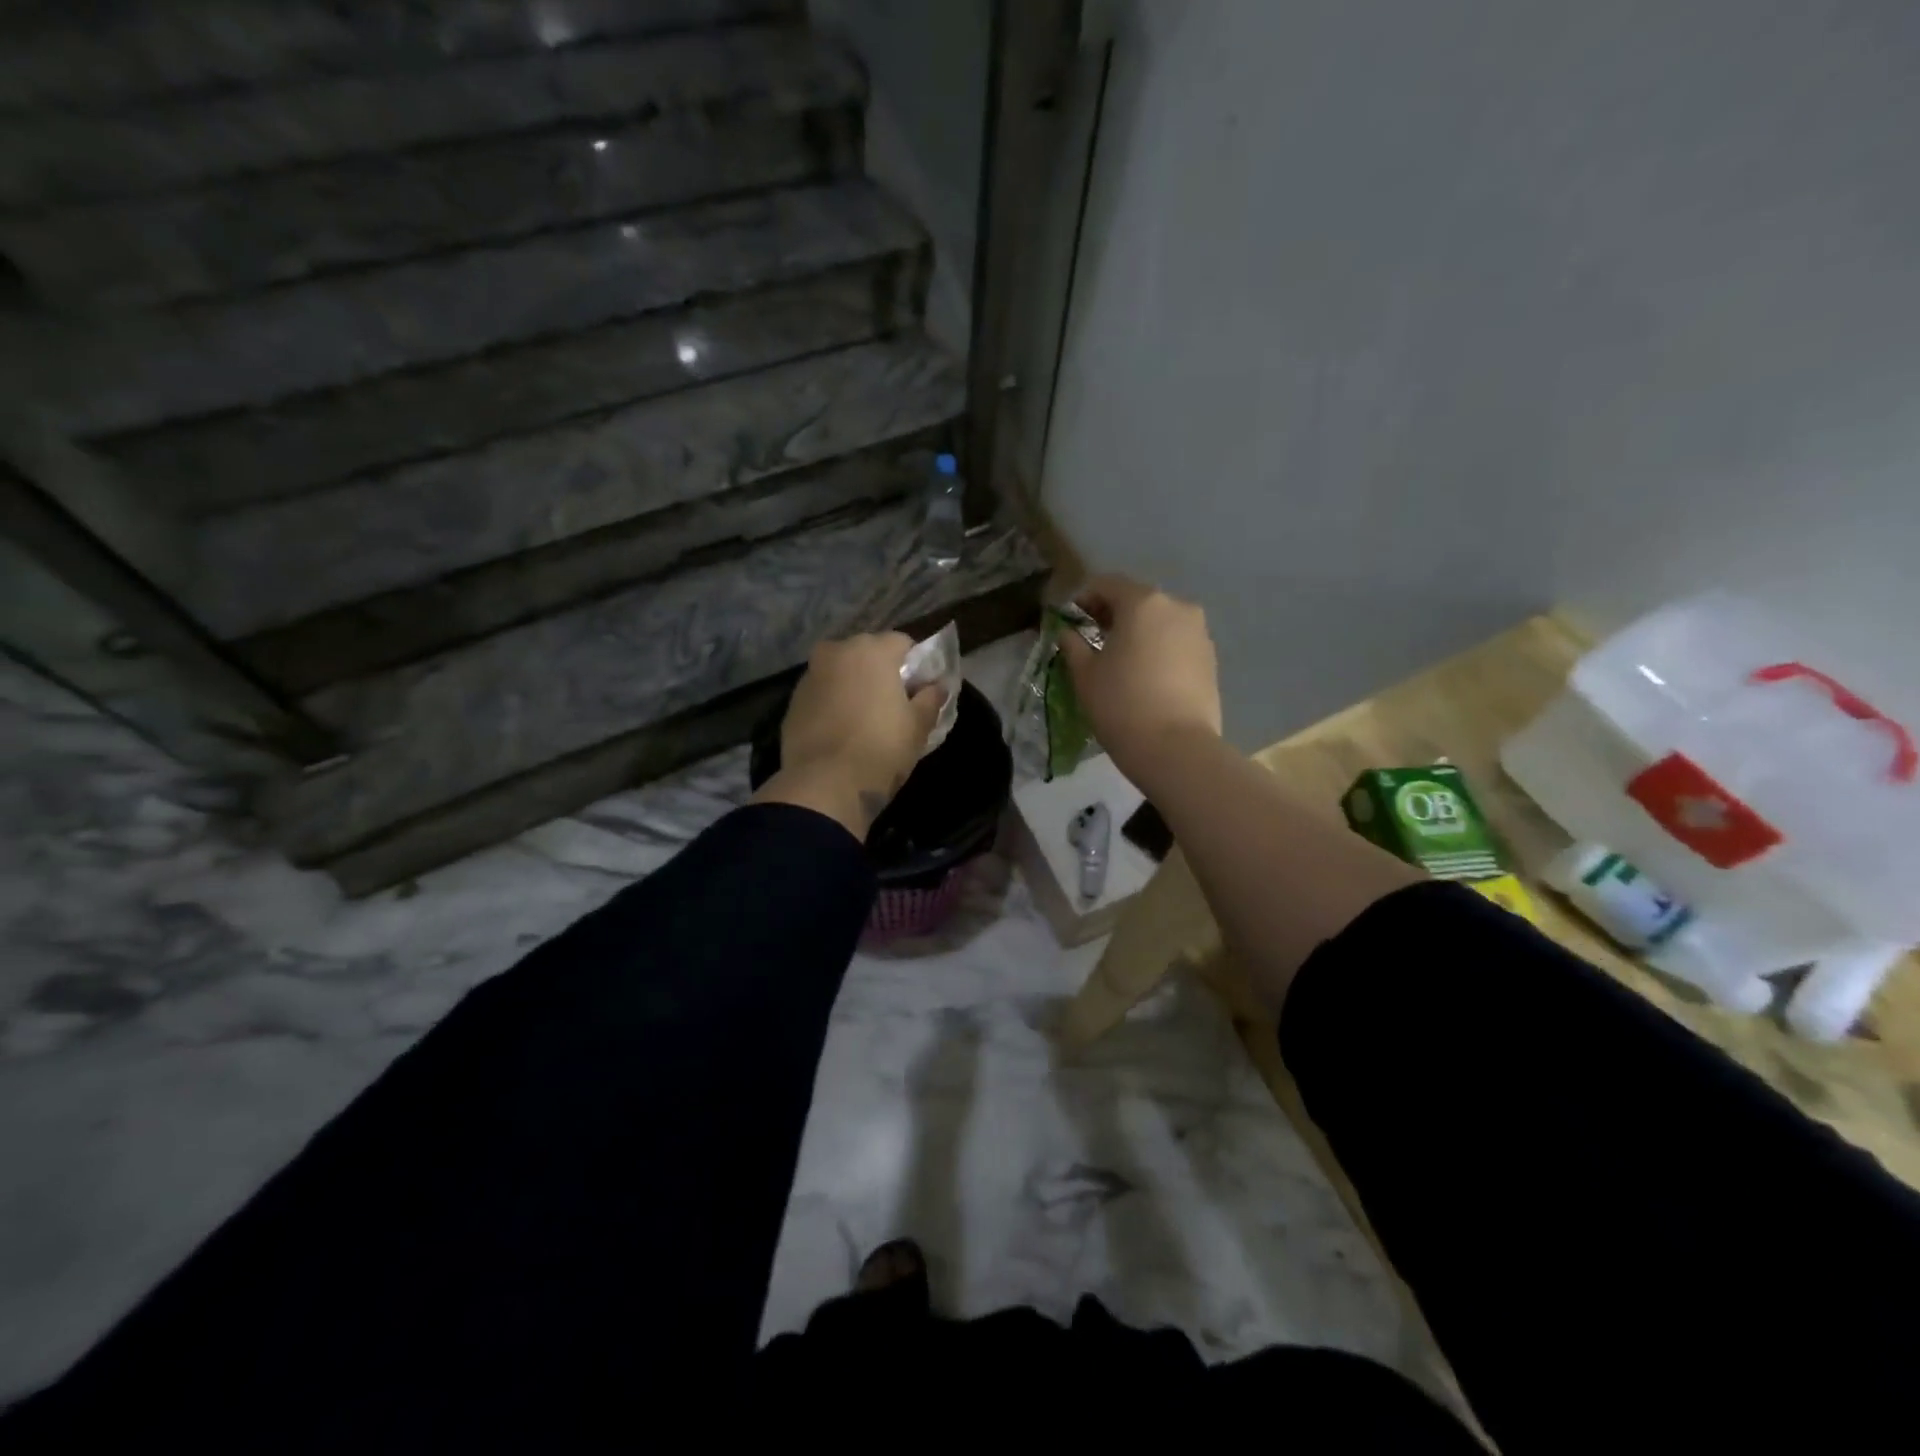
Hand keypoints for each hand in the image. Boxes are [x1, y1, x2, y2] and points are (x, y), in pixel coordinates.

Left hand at [753, 632, 946, 839]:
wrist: (824, 785)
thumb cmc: (881, 748)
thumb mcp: (918, 726)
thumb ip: (931, 699)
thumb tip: (936, 687)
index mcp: (871, 650)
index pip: (902, 643)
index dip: (916, 665)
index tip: (921, 690)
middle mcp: (837, 652)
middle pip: (867, 653)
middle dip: (881, 672)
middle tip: (894, 704)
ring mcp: (810, 676)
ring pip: (841, 672)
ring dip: (854, 687)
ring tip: (866, 719)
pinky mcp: (792, 702)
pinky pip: (822, 694)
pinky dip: (833, 704)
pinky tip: (842, 731)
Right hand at [1058, 575, 1221, 786]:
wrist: (1177, 749)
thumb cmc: (1121, 705)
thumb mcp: (1085, 674)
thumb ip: (1073, 644)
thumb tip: (1067, 631)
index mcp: (1142, 602)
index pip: (1106, 584)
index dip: (1083, 598)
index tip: (1070, 619)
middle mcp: (1177, 606)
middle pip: (1137, 600)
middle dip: (1113, 614)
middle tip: (1092, 639)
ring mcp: (1199, 632)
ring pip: (1160, 621)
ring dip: (1138, 632)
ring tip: (1120, 660)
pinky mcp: (1211, 658)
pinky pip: (1177, 642)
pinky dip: (1158, 649)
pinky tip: (1145, 675)